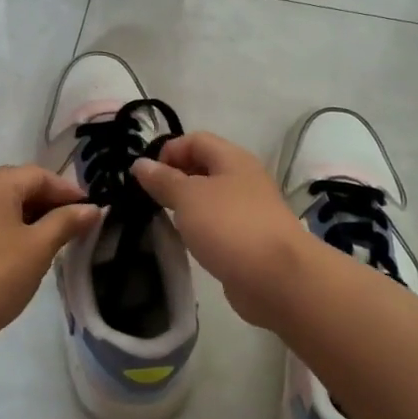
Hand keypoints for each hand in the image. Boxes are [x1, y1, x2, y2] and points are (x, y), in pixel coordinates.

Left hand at [0, 165, 101, 351]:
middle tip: (77, 226)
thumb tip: (92, 209)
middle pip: (19, 185)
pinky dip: (11, 229)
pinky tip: (24, 252)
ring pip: (3, 205)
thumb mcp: (38, 248)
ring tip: (55, 241)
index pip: (39, 175)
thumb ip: (66, 222)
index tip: (92, 212)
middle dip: (50, 203)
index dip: (69, 191)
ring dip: (31, 217)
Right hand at [132, 132, 310, 329]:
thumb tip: (140, 164)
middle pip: (203, 167)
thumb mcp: (188, 197)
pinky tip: (187, 242)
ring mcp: (248, 210)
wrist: (277, 278)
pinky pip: (217, 224)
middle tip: (148, 199)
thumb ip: (162, 180)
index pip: (195, 139)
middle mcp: (243, 179)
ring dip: (186, 206)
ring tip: (163, 220)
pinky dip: (199, 228)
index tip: (145, 177)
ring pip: (209, 198)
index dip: (168, 151)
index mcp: (232, 159)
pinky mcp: (248, 239)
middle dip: (174, 179)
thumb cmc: (229, 226)